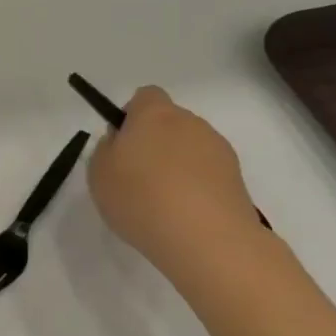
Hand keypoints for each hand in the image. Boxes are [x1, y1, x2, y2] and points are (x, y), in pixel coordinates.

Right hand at [88, 87, 261, 273]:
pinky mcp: (237, 178)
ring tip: (164, 204)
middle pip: (169, 123)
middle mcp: (190, 122)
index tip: (122, 145)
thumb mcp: (99, 173)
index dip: (131, 116)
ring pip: (190, 148)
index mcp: (154, 114)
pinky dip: (196, 187)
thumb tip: (121, 142)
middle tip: (137, 178)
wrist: (206, 238)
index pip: (145, 96)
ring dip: (177, 166)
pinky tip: (185, 215)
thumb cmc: (141, 198)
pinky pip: (208, 173)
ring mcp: (218, 149)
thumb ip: (106, 149)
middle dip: (155, 143)